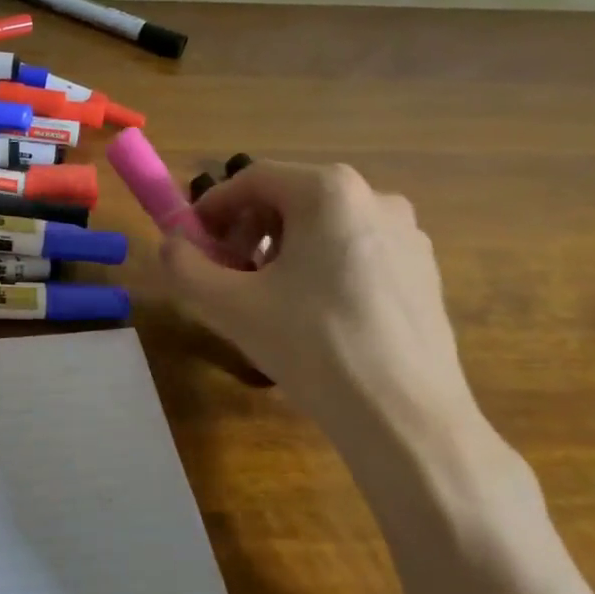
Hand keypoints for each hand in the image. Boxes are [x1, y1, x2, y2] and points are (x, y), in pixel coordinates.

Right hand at [160, 163, 480, 444]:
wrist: (404, 415)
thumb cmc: (311, 345)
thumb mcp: (228, 305)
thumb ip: (184, 266)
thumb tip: (171, 244)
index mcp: (329, 192)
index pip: (253, 178)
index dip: (212, 206)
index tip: (191, 241)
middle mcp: (375, 198)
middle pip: (290, 199)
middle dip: (247, 230)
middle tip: (225, 274)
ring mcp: (407, 235)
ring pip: (324, 227)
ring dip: (282, 250)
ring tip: (266, 298)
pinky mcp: (423, 271)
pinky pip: (356, 252)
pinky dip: (321, 268)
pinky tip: (313, 316)